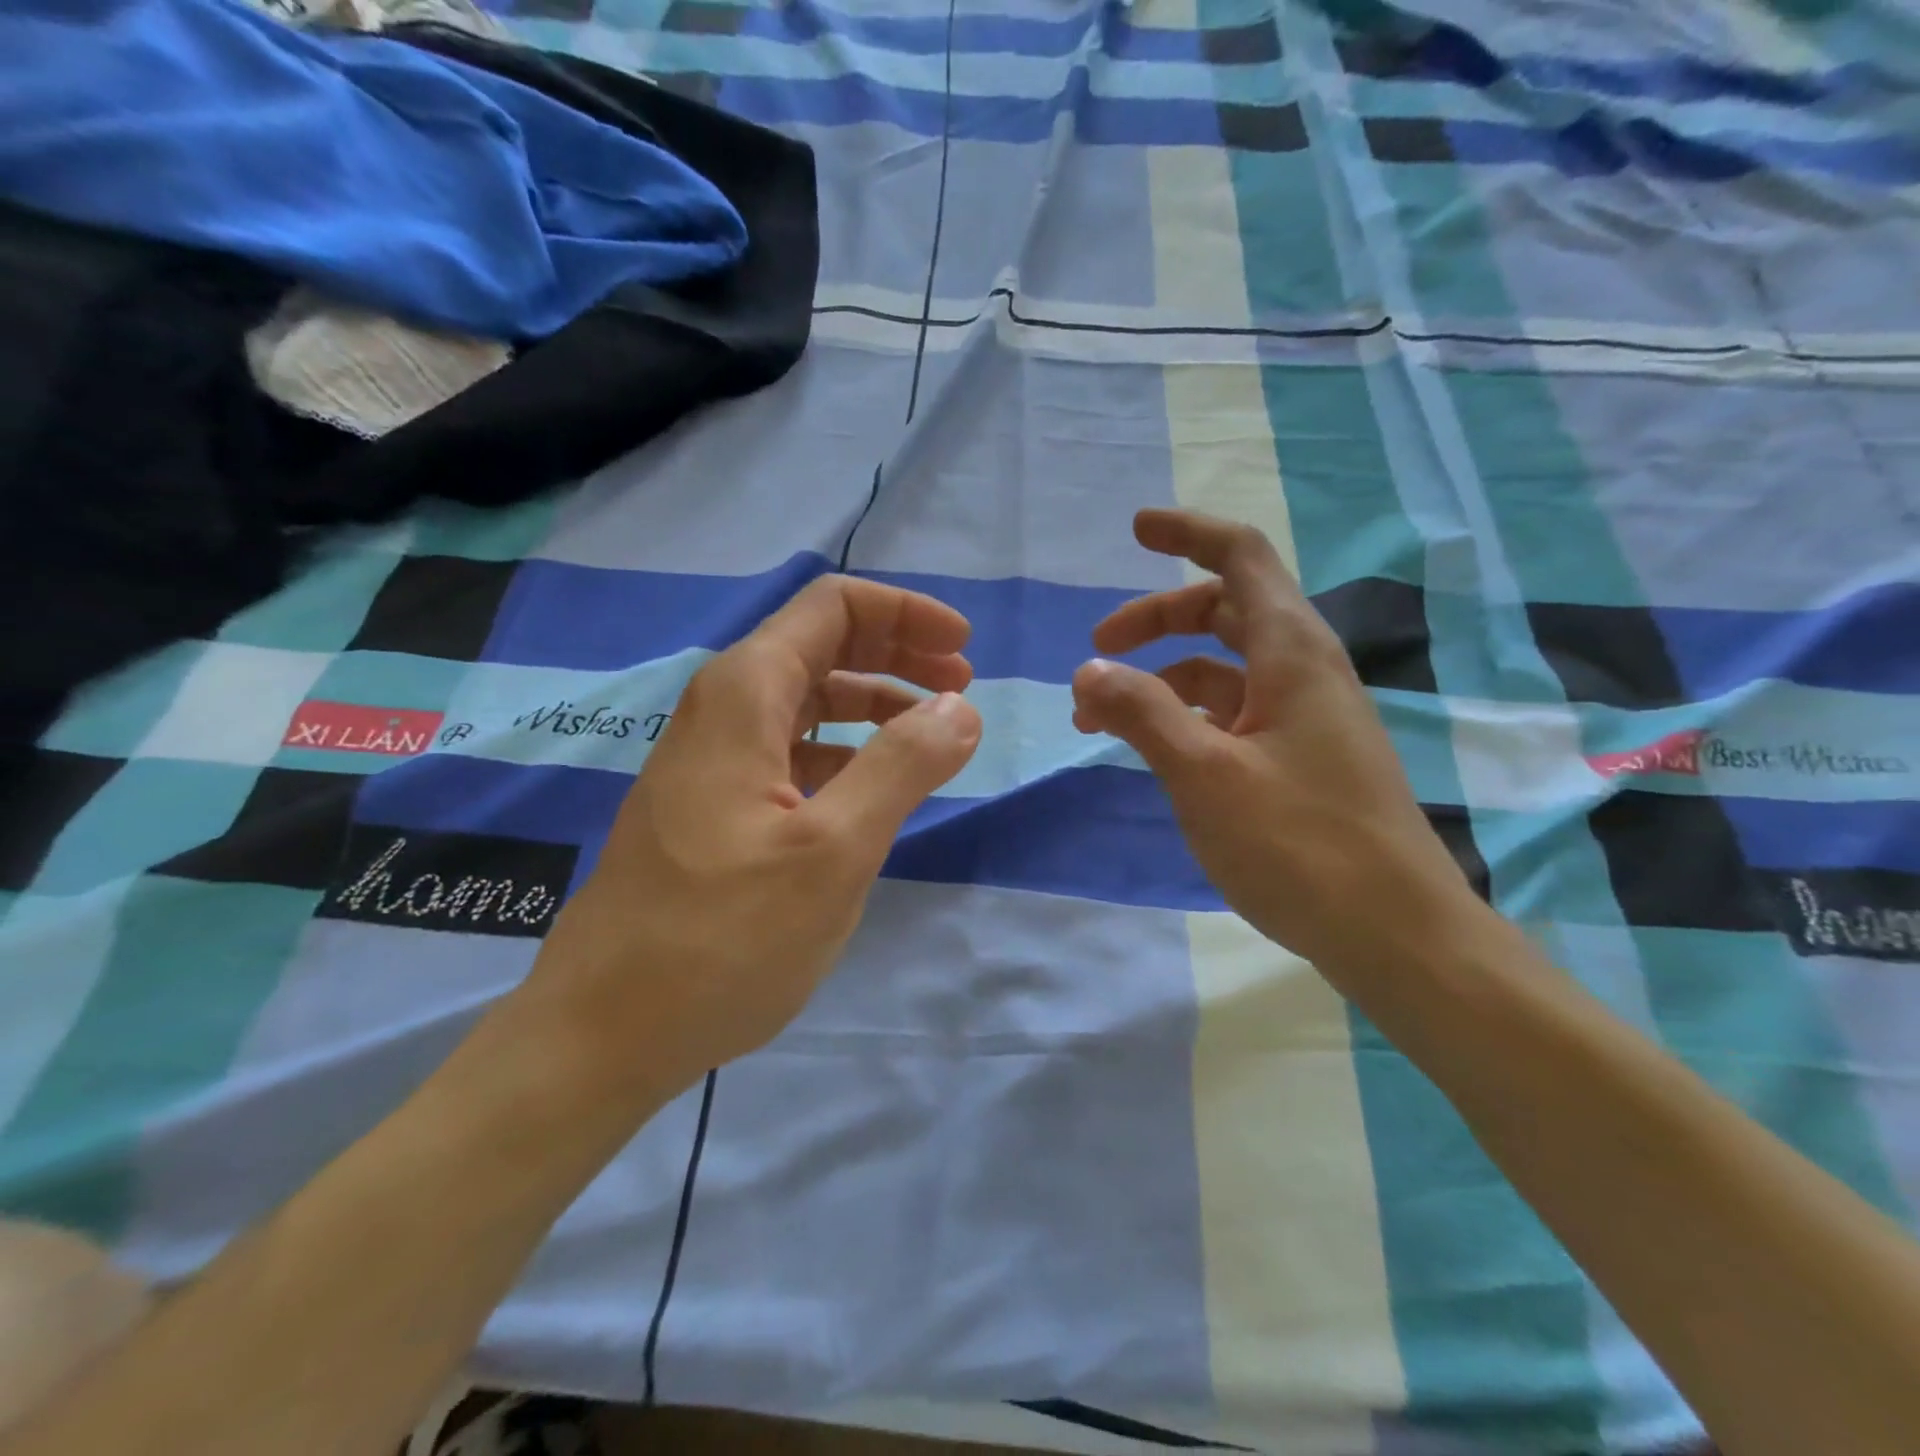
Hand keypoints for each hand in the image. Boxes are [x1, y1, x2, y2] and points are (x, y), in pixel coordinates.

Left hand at [529, 575, 982, 1097]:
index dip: (906, 615)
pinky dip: (846, 751)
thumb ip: (902, 767)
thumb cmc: (722, 938)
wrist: (604, 1031)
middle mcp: (724, 709)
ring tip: (933, 737)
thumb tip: (959, 709)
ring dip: (876, 704)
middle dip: (899, 654)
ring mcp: (715, 758)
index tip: (964, 652)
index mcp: (746, 694)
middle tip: (961, 690)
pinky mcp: (715, 804)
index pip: (834, 608)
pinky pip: (793, 751)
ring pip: (809, 700)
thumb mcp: (833, 851)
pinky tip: (875, 788)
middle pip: (823, 645)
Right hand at [1071, 509, 1478, 974]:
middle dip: (1156, 618)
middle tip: (1097, 648)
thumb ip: (1141, 713)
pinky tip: (1154, 750)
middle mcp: (1302, 672)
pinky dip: (1185, 716)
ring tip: (1100, 717)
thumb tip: (1087, 670)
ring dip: (1161, 676)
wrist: (1396, 935)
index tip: (1134, 531)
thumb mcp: (1205, 774)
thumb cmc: (1301, 845)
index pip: (1240, 558)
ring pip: (1223, 668)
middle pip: (1224, 610)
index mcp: (1291, 653)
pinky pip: (1233, 713)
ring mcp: (1303, 718)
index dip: (1187, 534)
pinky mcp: (1299, 760)